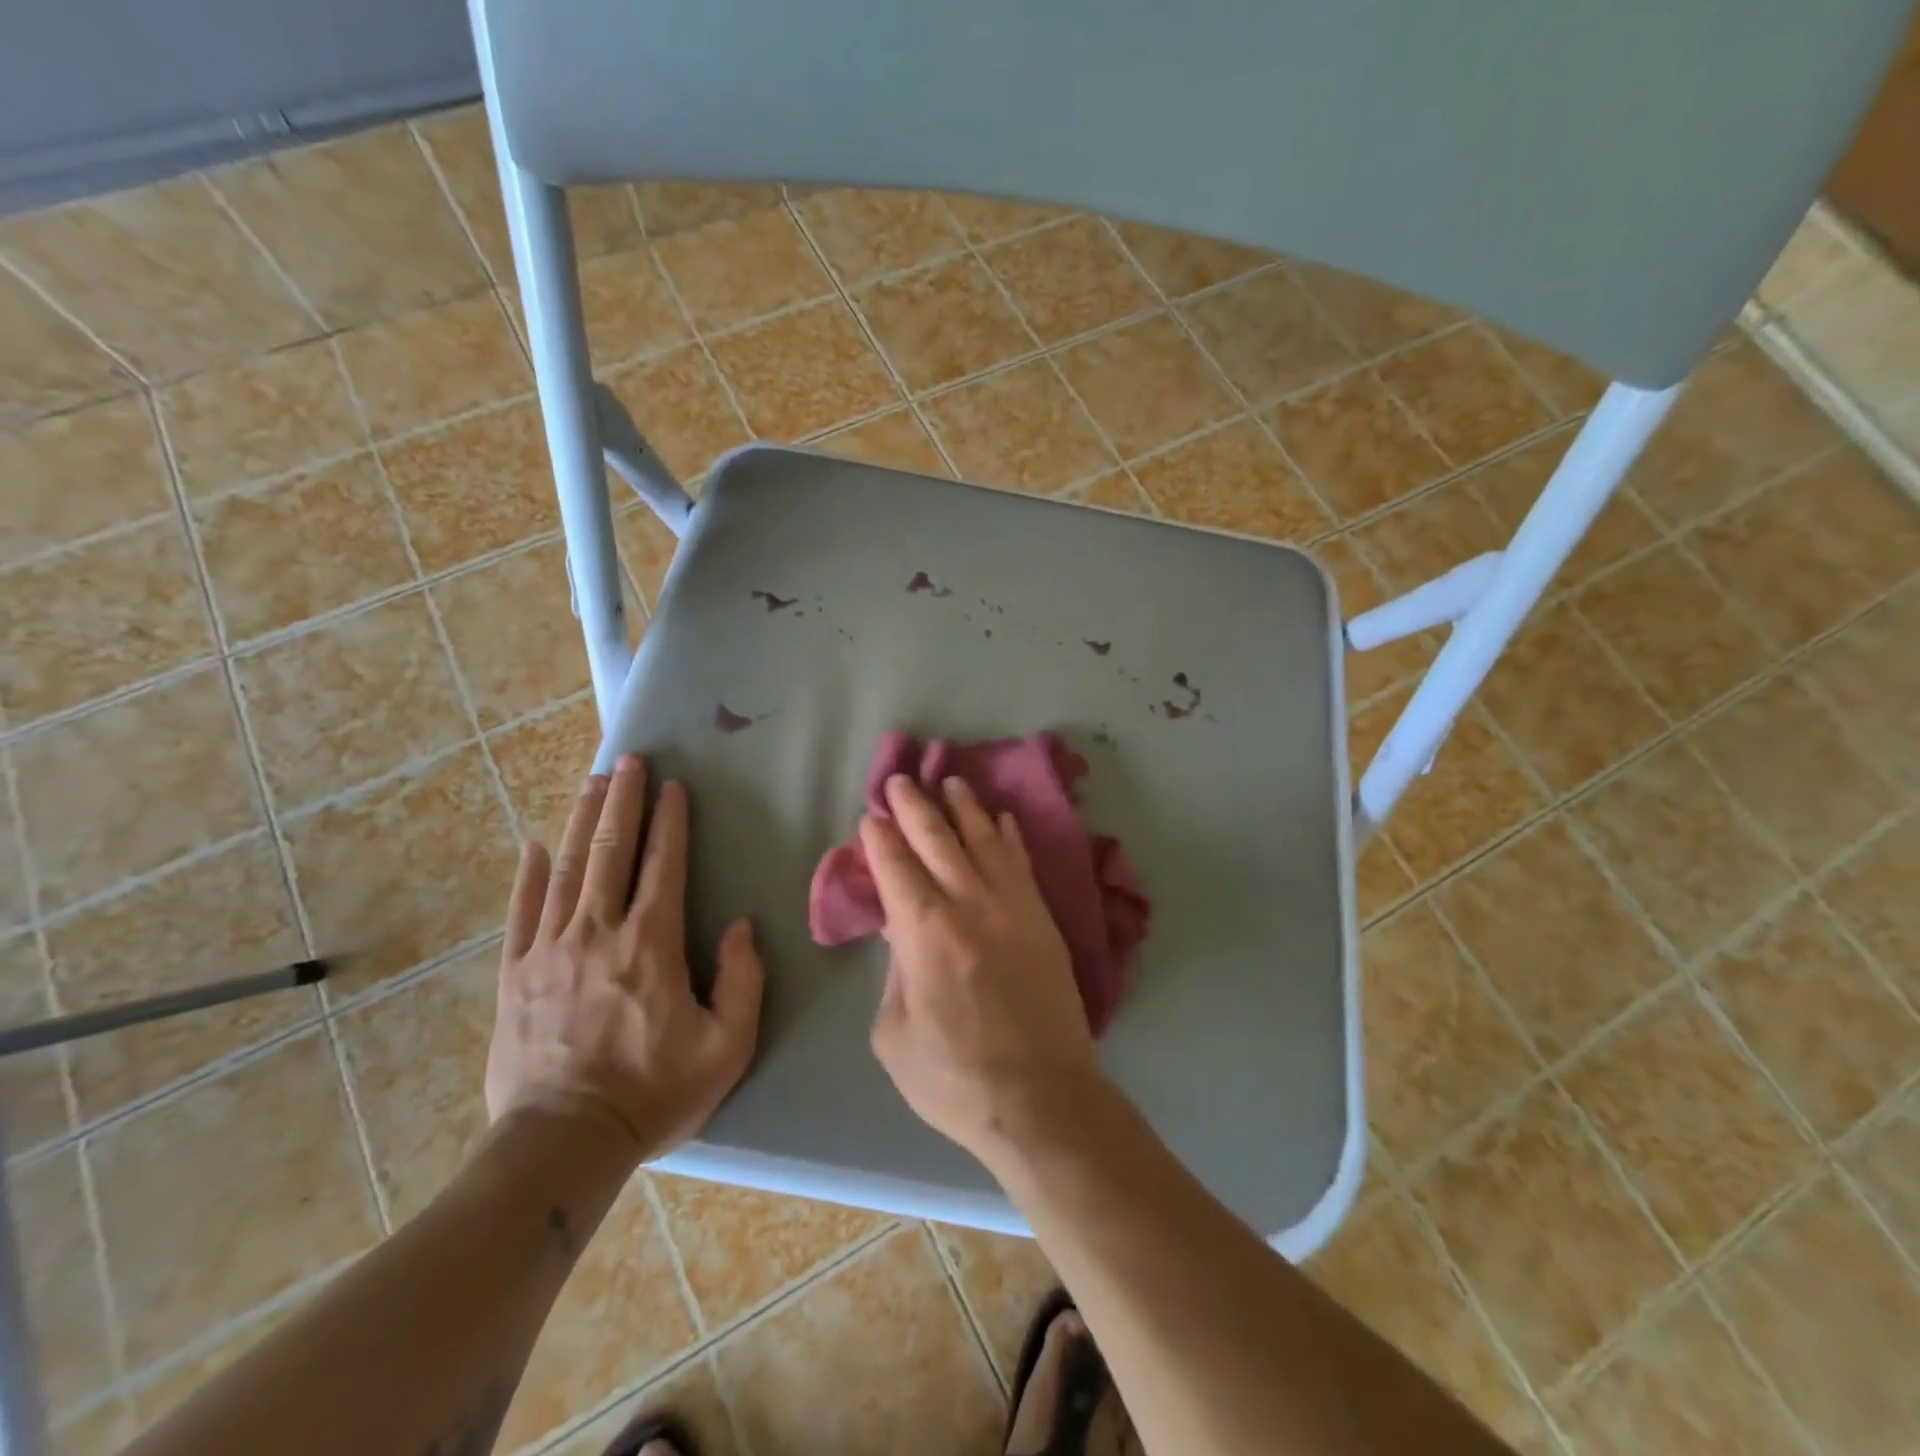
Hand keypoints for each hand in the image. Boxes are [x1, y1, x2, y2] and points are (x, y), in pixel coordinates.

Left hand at [485, 755, 763, 1161]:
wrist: (562, 1144)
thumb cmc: (654, 1093)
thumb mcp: (726, 1046)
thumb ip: (742, 979)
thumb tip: (740, 926)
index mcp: (651, 944)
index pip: (664, 866)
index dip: (670, 822)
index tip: (673, 787)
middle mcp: (598, 932)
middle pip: (612, 852)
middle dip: (623, 801)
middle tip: (628, 761)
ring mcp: (549, 950)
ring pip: (568, 869)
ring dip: (583, 822)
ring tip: (592, 784)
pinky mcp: (514, 974)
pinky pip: (522, 912)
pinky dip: (529, 875)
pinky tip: (533, 845)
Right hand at [864, 775, 1103, 1161]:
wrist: (1041, 1099)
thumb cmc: (954, 1078)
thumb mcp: (894, 1035)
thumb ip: (893, 976)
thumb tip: (902, 937)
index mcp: (922, 933)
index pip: (895, 867)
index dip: (880, 837)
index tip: (871, 815)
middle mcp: (967, 904)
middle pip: (936, 839)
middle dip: (914, 806)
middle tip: (900, 780)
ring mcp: (1012, 907)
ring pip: (984, 839)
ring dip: (964, 807)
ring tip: (950, 782)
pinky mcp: (1042, 920)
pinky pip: (1022, 864)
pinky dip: (1010, 836)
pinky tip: (1003, 819)